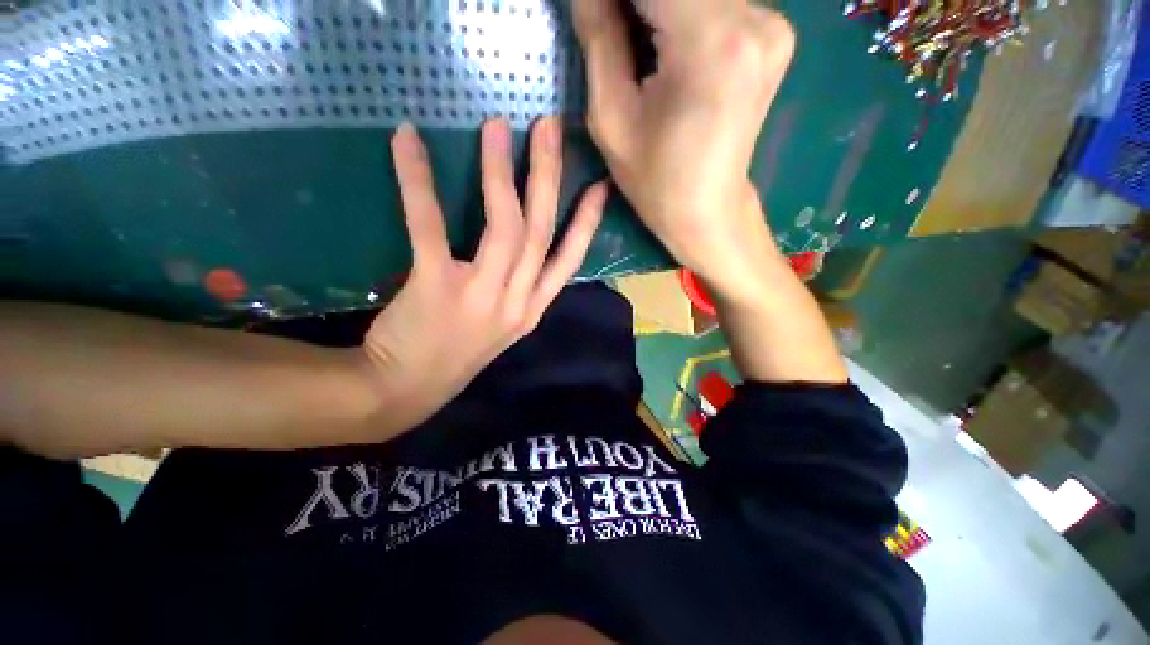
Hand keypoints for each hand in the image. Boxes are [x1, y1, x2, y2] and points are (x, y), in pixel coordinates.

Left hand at [362, 118, 607, 420]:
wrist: (406, 391)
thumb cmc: (455, 355)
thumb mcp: (501, 326)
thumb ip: (517, 291)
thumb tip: (520, 247)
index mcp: (532, 310)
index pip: (569, 262)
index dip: (587, 223)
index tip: (600, 186)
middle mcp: (518, 302)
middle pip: (543, 231)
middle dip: (550, 178)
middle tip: (549, 128)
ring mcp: (482, 295)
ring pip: (506, 226)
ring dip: (504, 172)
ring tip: (499, 127)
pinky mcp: (438, 286)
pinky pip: (432, 226)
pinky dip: (419, 181)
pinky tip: (408, 142)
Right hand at [573, 0, 795, 301]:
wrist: (707, 212)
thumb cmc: (655, 181)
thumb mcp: (611, 118)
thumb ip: (598, 35)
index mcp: (713, 42)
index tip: (589, 11)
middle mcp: (757, 17)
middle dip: (632, 3)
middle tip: (606, 26)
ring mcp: (772, 23)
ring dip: (653, 8)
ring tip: (632, 42)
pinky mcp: (773, 34)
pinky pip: (715, 2)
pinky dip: (679, 12)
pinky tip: (661, 43)